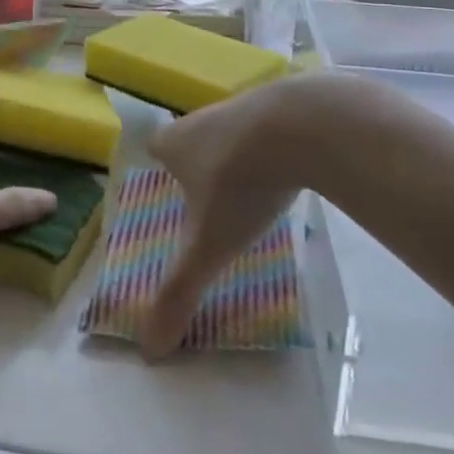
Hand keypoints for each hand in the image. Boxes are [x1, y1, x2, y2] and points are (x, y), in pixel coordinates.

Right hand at [143, 71, 388, 355]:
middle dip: (201, 164)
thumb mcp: (209, 246)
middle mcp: (204, 117)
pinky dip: (277, 145)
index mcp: (176, 143)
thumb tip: (149, 350)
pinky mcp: (287, 103)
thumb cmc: (241, 183)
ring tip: (254, 189)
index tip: (171, 192)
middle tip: (214, 199)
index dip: (160, 167)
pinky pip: (272, 126)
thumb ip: (179, 293)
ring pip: (233, 131)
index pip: (156, 148)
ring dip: (240, 154)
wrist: (304, 125)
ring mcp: (247, 105)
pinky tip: (292, 170)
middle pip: (194, 138)